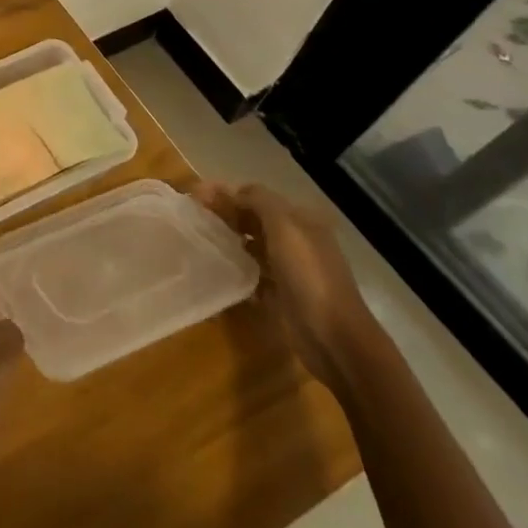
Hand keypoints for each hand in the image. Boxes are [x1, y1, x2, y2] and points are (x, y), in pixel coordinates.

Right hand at [194, 181, 376, 392]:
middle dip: (225, 213)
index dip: (226, 192)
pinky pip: (253, 271)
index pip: (257, 196)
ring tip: (200, 239)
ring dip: (229, 239)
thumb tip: (229, 189)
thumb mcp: (284, 227)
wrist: (334, 338)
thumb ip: (258, 200)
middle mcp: (296, 240)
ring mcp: (290, 268)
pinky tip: (218, 267)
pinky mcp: (281, 293)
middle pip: (253, 218)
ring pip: (252, 244)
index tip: (194, 196)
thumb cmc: (309, 276)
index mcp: (301, 220)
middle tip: (193, 216)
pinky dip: (236, 266)